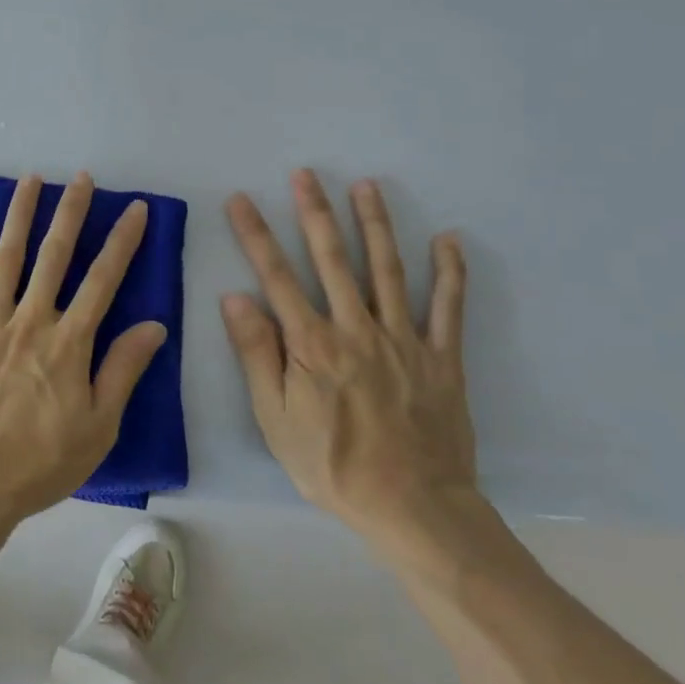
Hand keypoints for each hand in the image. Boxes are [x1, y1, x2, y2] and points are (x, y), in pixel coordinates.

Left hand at [0, 172, 168, 530]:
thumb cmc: (40, 463)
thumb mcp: (98, 427)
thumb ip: (123, 371)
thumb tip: (154, 325)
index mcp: (69, 342)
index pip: (103, 279)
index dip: (122, 241)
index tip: (135, 207)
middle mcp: (30, 319)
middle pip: (55, 255)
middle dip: (71, 212)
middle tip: (82, 177)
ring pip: (7, 257)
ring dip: (20, 214)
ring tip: (31, 179)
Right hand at [222, 169, 477, 554]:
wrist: (414, 509)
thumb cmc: (333, 465)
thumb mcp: (275, 418)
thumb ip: (257, 354)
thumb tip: (235, 297)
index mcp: (312, 344)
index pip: (276, 276)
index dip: (256, 235)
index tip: (241, 200)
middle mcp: (356, 329)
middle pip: (333, 259)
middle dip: (316, 212)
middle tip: (305, 174)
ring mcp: (403, 339)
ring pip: (387, 269)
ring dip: (376, 224)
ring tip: (366, 186)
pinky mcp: (441, 357)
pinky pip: (448, 308)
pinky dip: (450, 272)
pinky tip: (447, 239)